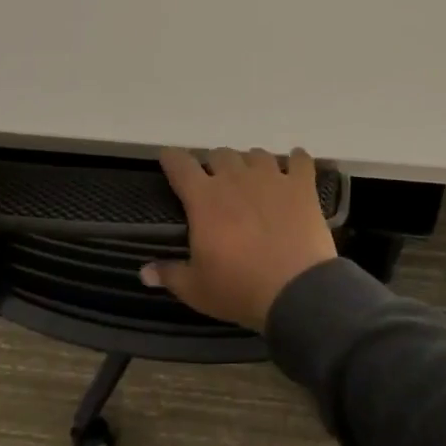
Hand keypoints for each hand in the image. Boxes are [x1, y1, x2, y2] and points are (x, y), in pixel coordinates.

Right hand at [140, 148, 337, 330]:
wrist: (295, 291)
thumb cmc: (239, 289)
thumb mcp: (196, 289)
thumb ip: (169, 274)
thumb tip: (144, 271)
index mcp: (204, 198)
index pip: (180, 165)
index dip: (172, 159)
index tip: (169, 160)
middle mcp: (236, 178)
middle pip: (220, 154)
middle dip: (215, 165)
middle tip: (217, 184)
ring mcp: (271, 178)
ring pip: (257, 154)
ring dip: (251, 163)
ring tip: (254, 179)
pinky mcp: (302, 186)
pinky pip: (300, 160)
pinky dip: (297, 160)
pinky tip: (296, 165)